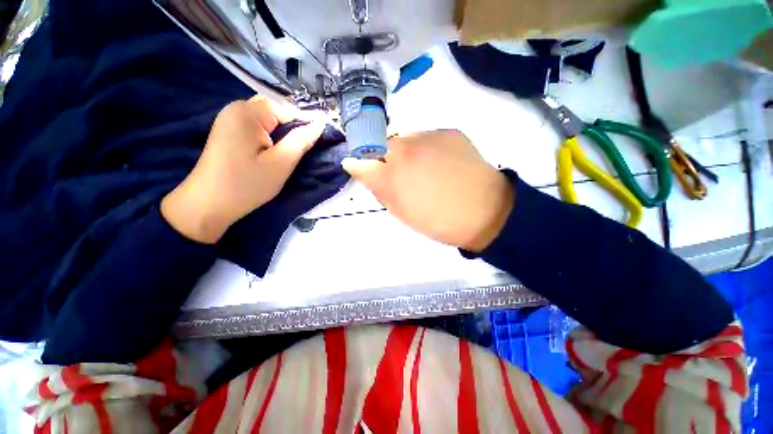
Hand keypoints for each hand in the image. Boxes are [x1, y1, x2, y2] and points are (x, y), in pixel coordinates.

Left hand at [161, 96, 324, 243]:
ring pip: (266, 118)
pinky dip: (269, 135)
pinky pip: (256, 125)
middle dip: (292, 126)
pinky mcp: (228, 131)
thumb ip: (301, 141)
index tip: (321, 139)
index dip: (306, 123)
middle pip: (275, 110)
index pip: (287, 109)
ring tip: (291, 150)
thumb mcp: (281, 164)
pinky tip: (273, 150)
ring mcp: (229, 119)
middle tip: (303, 148)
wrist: (209, 204)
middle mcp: (236, 108)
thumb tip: (320, 124)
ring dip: (281, 131)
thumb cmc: (247, 184)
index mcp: (248, 113)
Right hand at [342, 129, 514, 251]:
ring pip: (404, 138)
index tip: (363, 169)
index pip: (360, 160)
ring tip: (424, 168)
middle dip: (383, 156)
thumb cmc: (437, 221)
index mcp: (390, 176)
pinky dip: (427, 148)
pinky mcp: (448, 131)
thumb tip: (364, 171)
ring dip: (406, 151)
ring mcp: (427, 136)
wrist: (483, 211)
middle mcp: (404, 149)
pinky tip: (441, 162)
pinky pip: (427, 136)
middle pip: (380, 143)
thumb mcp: (401, 212)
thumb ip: (379, 189)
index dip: (359, 164)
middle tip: (399, 172)